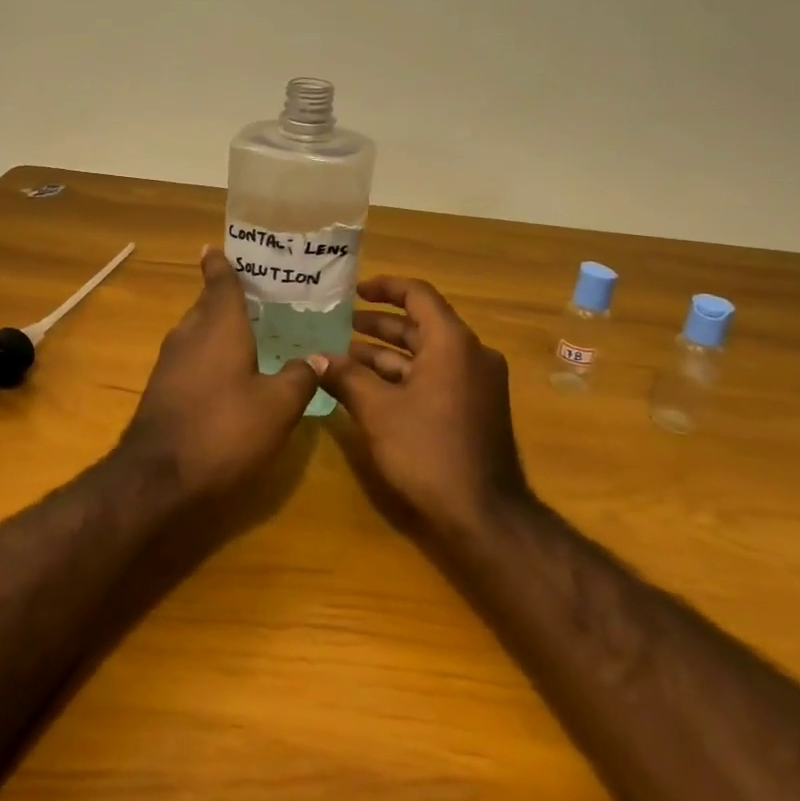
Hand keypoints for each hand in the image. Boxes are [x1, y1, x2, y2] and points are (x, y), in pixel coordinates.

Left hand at [118, 247, 319, 500]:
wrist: (158, 477)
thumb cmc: (224, 429)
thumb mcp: (277, 407)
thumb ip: (299, 377)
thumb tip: (318, 357)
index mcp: (219, 325)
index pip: (220, 281)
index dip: (220, 264)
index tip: (217, 246)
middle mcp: (190, 334)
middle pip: (207, 305)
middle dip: (226, 296)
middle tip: (257, 294)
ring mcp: (170, 362)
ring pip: (197, 331)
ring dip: (218, 327)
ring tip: (248, 330)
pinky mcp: (162, 388)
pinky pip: (190, 356)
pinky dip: (209, 353)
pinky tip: (229, 371)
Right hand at [312, 276, 531, 539]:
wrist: (483, 513)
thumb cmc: (428, 450)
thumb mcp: (377, 411)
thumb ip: (345, 377)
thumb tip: (315, 359)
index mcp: (452, 342)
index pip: (418, 295)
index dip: (385, 287)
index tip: (355, 291)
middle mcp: (471, 354)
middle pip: (421, 325)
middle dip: (379, 325)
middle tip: (341, 326)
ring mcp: (478, 382)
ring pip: (428, 354)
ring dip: (388, 354)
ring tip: (347, 358)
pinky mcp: (477, 408)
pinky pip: (438, 376)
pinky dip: (406, 376)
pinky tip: (372, 389)